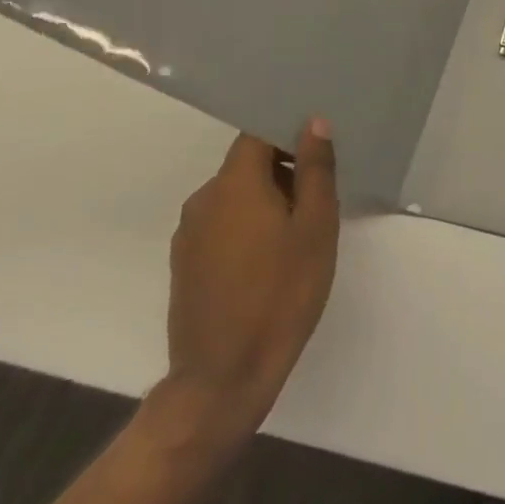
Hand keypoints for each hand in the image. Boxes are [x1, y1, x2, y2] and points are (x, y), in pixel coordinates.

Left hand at [164, 121, 338, 437]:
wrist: (222, 380)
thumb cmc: (280, 295)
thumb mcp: (315, 227)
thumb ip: (315, 169)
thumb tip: (313, 123)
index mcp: (233, 184)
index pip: (257, 133)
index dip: (287, 131)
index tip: (317, 148)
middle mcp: (203, 199)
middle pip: (247, 164)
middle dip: (283, 170)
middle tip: (319, 196)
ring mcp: (189, 235)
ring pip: (235, 196)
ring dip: (266, 200)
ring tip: (299, 231)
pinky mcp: (186, 265)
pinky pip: (222, 224)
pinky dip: (247, 226)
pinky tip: (271, 259)